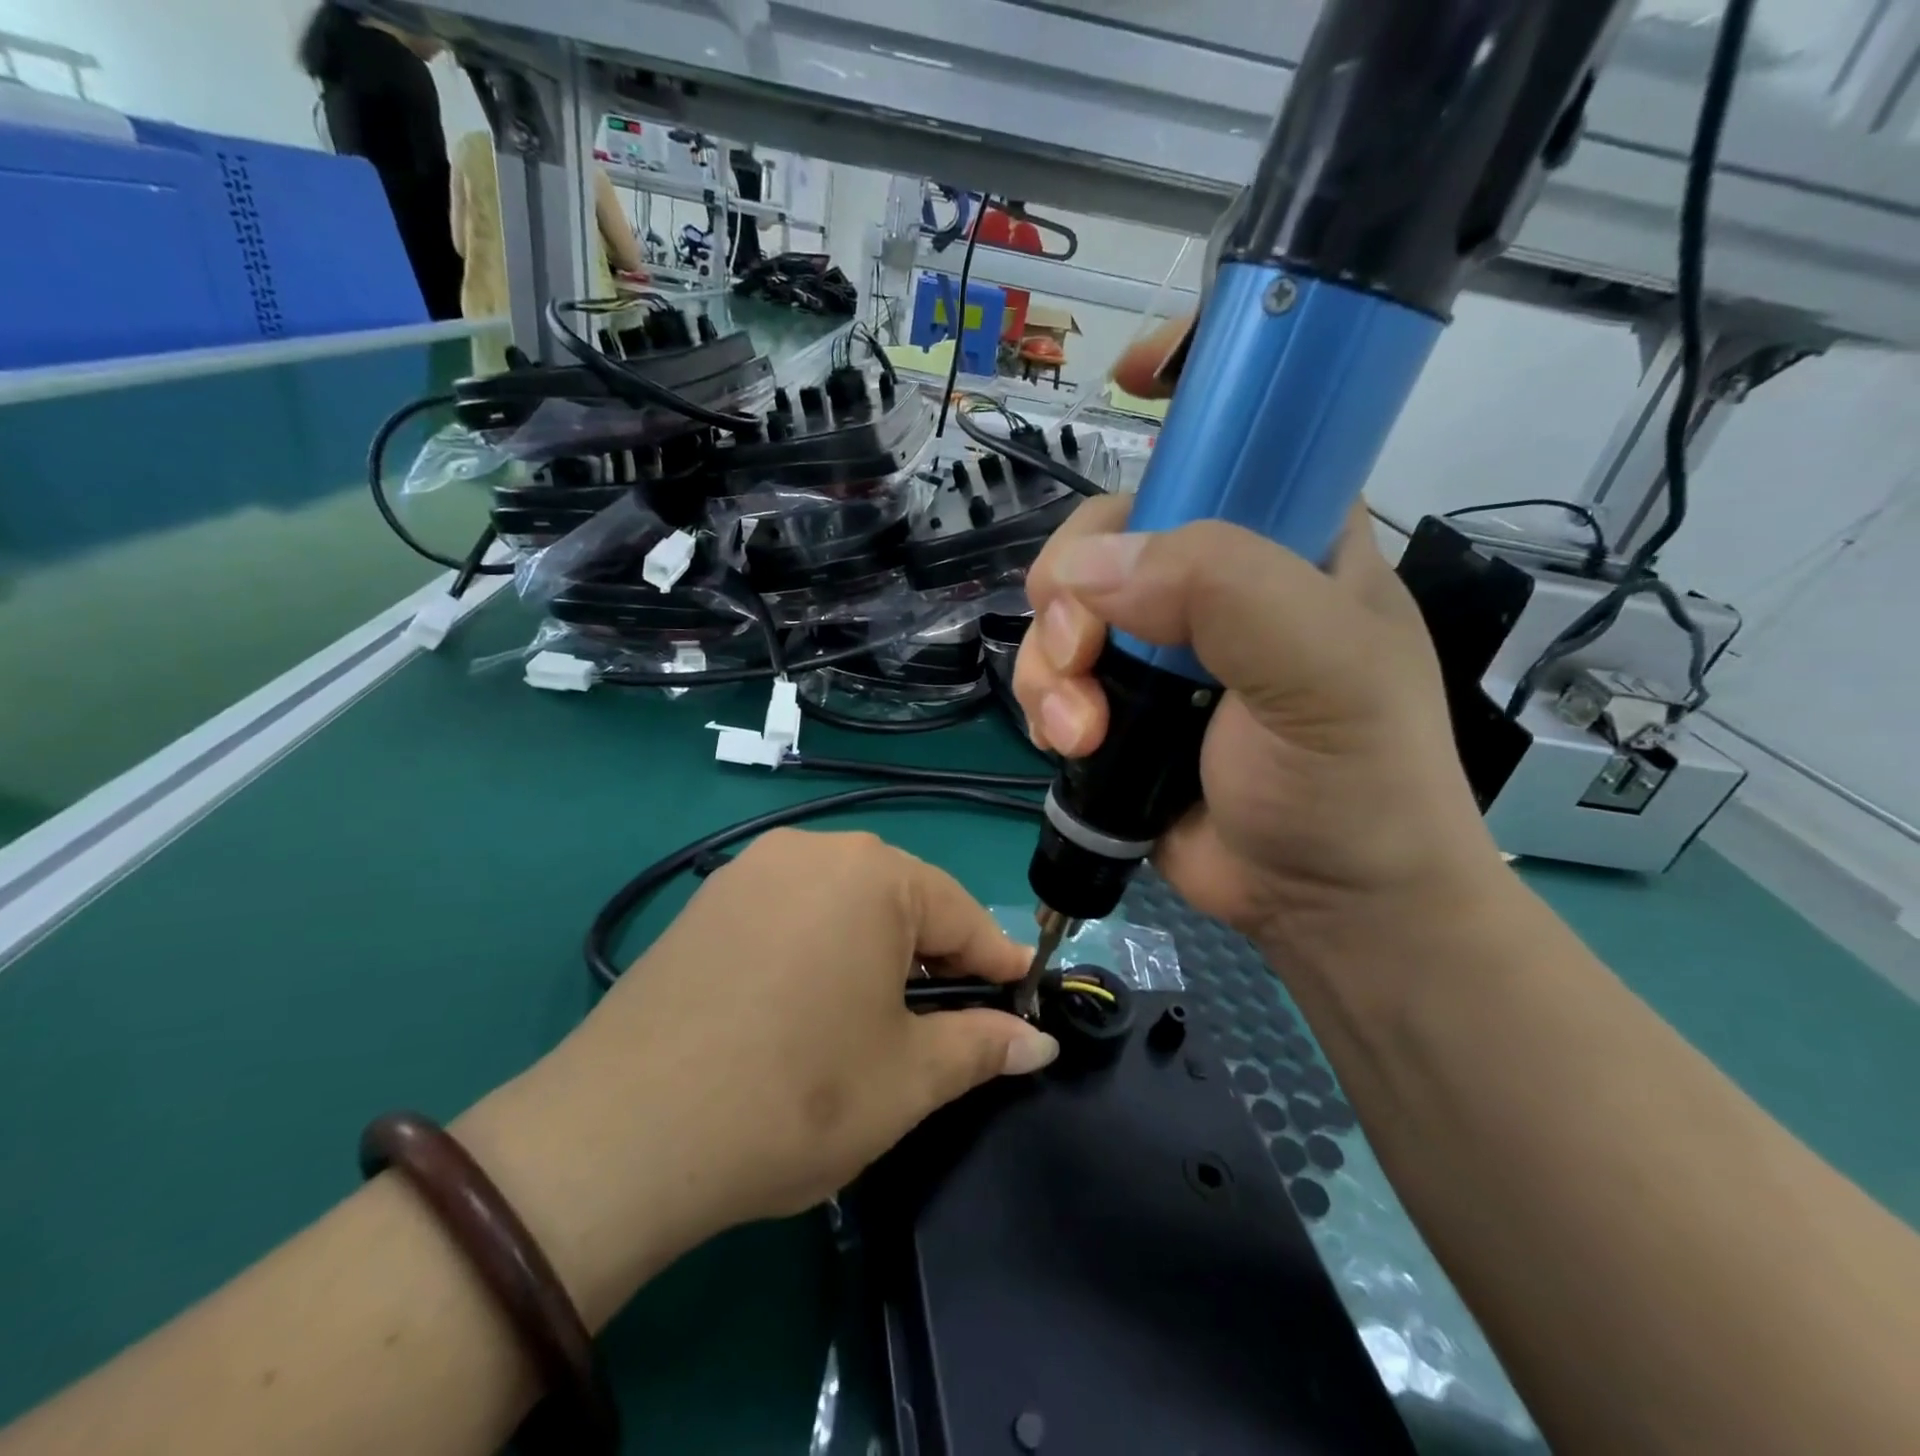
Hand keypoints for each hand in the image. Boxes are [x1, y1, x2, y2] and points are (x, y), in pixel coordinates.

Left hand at [509, 831, 1056, 1268]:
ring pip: (845, 902)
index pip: (962, 915)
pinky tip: (807, 1000)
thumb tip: (1040, 1045)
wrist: (621, 1135)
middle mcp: (813, 850)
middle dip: (935, 957)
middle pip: (902, 899)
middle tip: (944, 1023)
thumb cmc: (795, 1097)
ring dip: (877, 950)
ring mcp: (752, 869)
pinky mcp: (708, 900)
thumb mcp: (907, 1079)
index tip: (1022, 1002)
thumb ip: (981, 1047)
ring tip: (876, 1015)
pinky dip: (821, 945)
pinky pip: (793, 910)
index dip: (996, 965)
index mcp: (873, 875)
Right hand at [1015, 324, 1507, 958]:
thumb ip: (1224, 592)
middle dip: (1072, 585)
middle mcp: (1218, 577)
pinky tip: (1069, 744)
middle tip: (1083, 651)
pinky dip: (1045, 703)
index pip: (1239, 425)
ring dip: (1051, 663)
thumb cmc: (1356, 784)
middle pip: (1109, 526)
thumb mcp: (1321, 672)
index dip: (1188, 383)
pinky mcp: (1120, 704)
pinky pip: (1054, 672)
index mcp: (1290, 536)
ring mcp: (1161, 644)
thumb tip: (1088, 571)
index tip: (1128, 380)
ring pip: (1065, 606)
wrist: (1326, 907)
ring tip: (1078, 729)